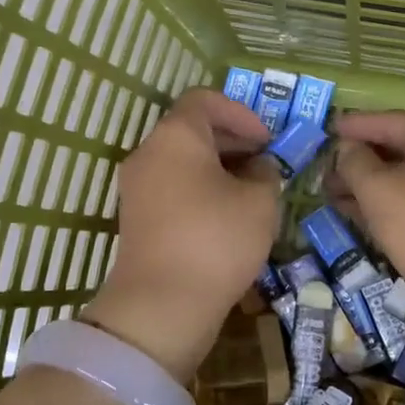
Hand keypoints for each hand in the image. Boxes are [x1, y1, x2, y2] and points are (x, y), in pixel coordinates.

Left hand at [82, 88, 280, 380]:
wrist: (162, 305)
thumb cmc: (216, 240)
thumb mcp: (260, 201)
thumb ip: (265, 173)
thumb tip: (257, 168)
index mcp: (176, 135)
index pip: (205, 100)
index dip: (241, 113)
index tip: (267, 140)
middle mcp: (149, 152)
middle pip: (191, 129)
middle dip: (233, 141)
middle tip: (266, 163)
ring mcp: (137, 186)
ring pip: (182, 160)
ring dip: (218, 167)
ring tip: (252, 191)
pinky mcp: (137, 217)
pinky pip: (173, 187)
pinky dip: (200, 190)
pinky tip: (228, 216)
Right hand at [326, 111, 404, 297]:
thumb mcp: (377, 189)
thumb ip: (355, 162)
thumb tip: (349, 150)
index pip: (390, 121)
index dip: (355, 125)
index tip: (328, 129)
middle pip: (400, 149)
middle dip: (360, 161)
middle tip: (326, 171)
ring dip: (370, 186)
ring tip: (334, 196)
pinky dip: (390, 205)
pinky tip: (361, 216)